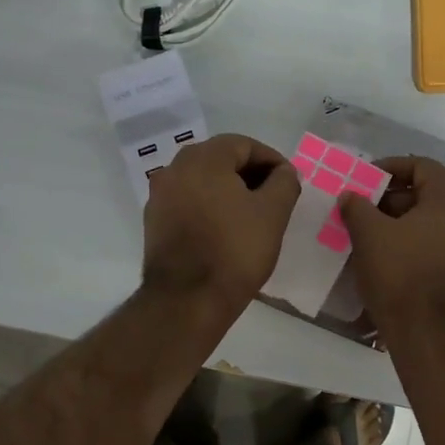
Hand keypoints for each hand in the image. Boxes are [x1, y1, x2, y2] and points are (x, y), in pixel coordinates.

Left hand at [142, 134, 300, 311]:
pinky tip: (225, 229)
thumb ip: (284, 183)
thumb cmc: (234, 250)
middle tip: (274, 197)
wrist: (186, 300)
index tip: (289, 181)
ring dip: (229, 190)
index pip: (244, 144)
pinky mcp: (154, 222)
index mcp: (203, 159)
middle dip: (250, 174)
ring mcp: (159, 196)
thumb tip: (283, 172)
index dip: (271, 160)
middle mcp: (174, 168)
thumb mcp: (273, 214)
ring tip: (252, 215)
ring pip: (202, 181)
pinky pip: (188, 202)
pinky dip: (209, 207)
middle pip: (220, 159)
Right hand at [339, 157, 444, 333]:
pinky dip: (418, 247)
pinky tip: (393, 262)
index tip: (366, 180)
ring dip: (405, 225)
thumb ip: (357, 207)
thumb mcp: (369, 235)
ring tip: (374, 238)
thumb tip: (351, 196)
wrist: (433, 335)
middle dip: (394, 200)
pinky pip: (442, 249)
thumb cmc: (401, 274)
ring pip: (436, 224)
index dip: (392, 167)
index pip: (423, 166)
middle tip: (365, 211)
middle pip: (431, 195)